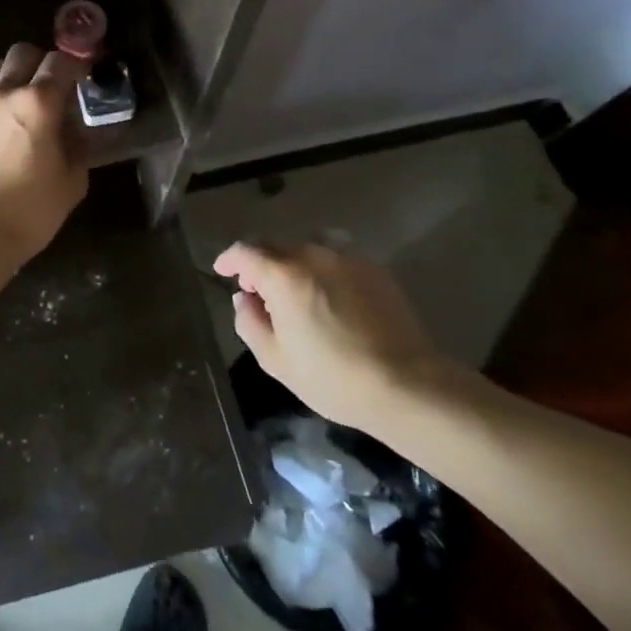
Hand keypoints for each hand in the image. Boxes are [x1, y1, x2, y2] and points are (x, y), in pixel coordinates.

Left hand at [0, 42, 88, 265]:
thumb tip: (74, 130)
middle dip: (41, 63)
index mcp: (38, 103)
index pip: (60, 62)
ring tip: (24, 104)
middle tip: (52, 87)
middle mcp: (4, 94)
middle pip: (22, 52)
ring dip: (14, 77)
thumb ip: (77, 145)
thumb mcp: (72, 181)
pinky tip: (2, 129)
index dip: (75, 66)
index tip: (83, 78)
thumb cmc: (31, 210)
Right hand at [214, 242, 454, 429]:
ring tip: (292, 290)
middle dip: (259, 262)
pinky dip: (320, 269)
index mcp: (284, 274)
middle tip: (256, 289)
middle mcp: (313, 254)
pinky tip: (326, 296)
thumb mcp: (276, 360)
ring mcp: (347, 258)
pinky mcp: (374, 269)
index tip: (223, 271)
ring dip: (291, 263)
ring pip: (306, 248)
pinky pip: (335, 258)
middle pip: (275, 245)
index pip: (245, 251)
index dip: (229, 259)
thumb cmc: (333, 377)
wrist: (407, 384)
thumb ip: (249, 322)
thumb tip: (245, 299)